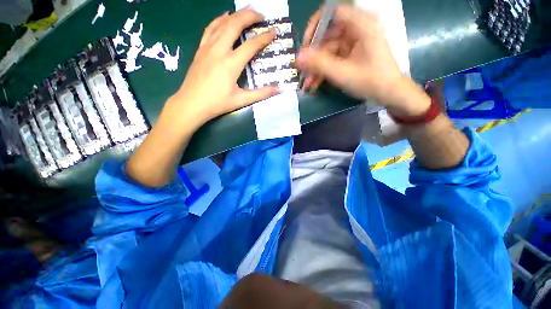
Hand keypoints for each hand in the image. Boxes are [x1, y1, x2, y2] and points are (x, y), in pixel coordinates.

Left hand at [165, 7, 279, 128]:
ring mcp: (207, 47)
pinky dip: (219, 19)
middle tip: (261, 15)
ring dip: (236, 15)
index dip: (264, 37)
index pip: (251, 45)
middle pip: (235, 24)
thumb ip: (261, 93)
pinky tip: (224, 17)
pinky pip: (210, 28)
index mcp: (231, 64)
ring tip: (246, 12)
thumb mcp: (242, 100)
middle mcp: (219, 50)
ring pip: (222, 23)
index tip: (274, 31)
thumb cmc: (217, 103)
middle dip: (250, 16)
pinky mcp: (200, 49)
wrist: (191, 103)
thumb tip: (279, 89)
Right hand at [296, 5, 427, 114]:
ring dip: (316, 67)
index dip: (315, 26)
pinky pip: (333, 59)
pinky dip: (324, 71)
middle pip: (327, 35)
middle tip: (303, 71)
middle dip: (313, 55)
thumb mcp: (342, 72)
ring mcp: (354, 43)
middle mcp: (357, 29)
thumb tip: (297, 58)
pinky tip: (314, 84)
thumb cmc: (370, 81)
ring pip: (328, 50)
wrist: (388, 93)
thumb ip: (318, 64)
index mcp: (360, 24)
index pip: (332, 13)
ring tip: (307, 83)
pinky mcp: (351, 54)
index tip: (306, 45)